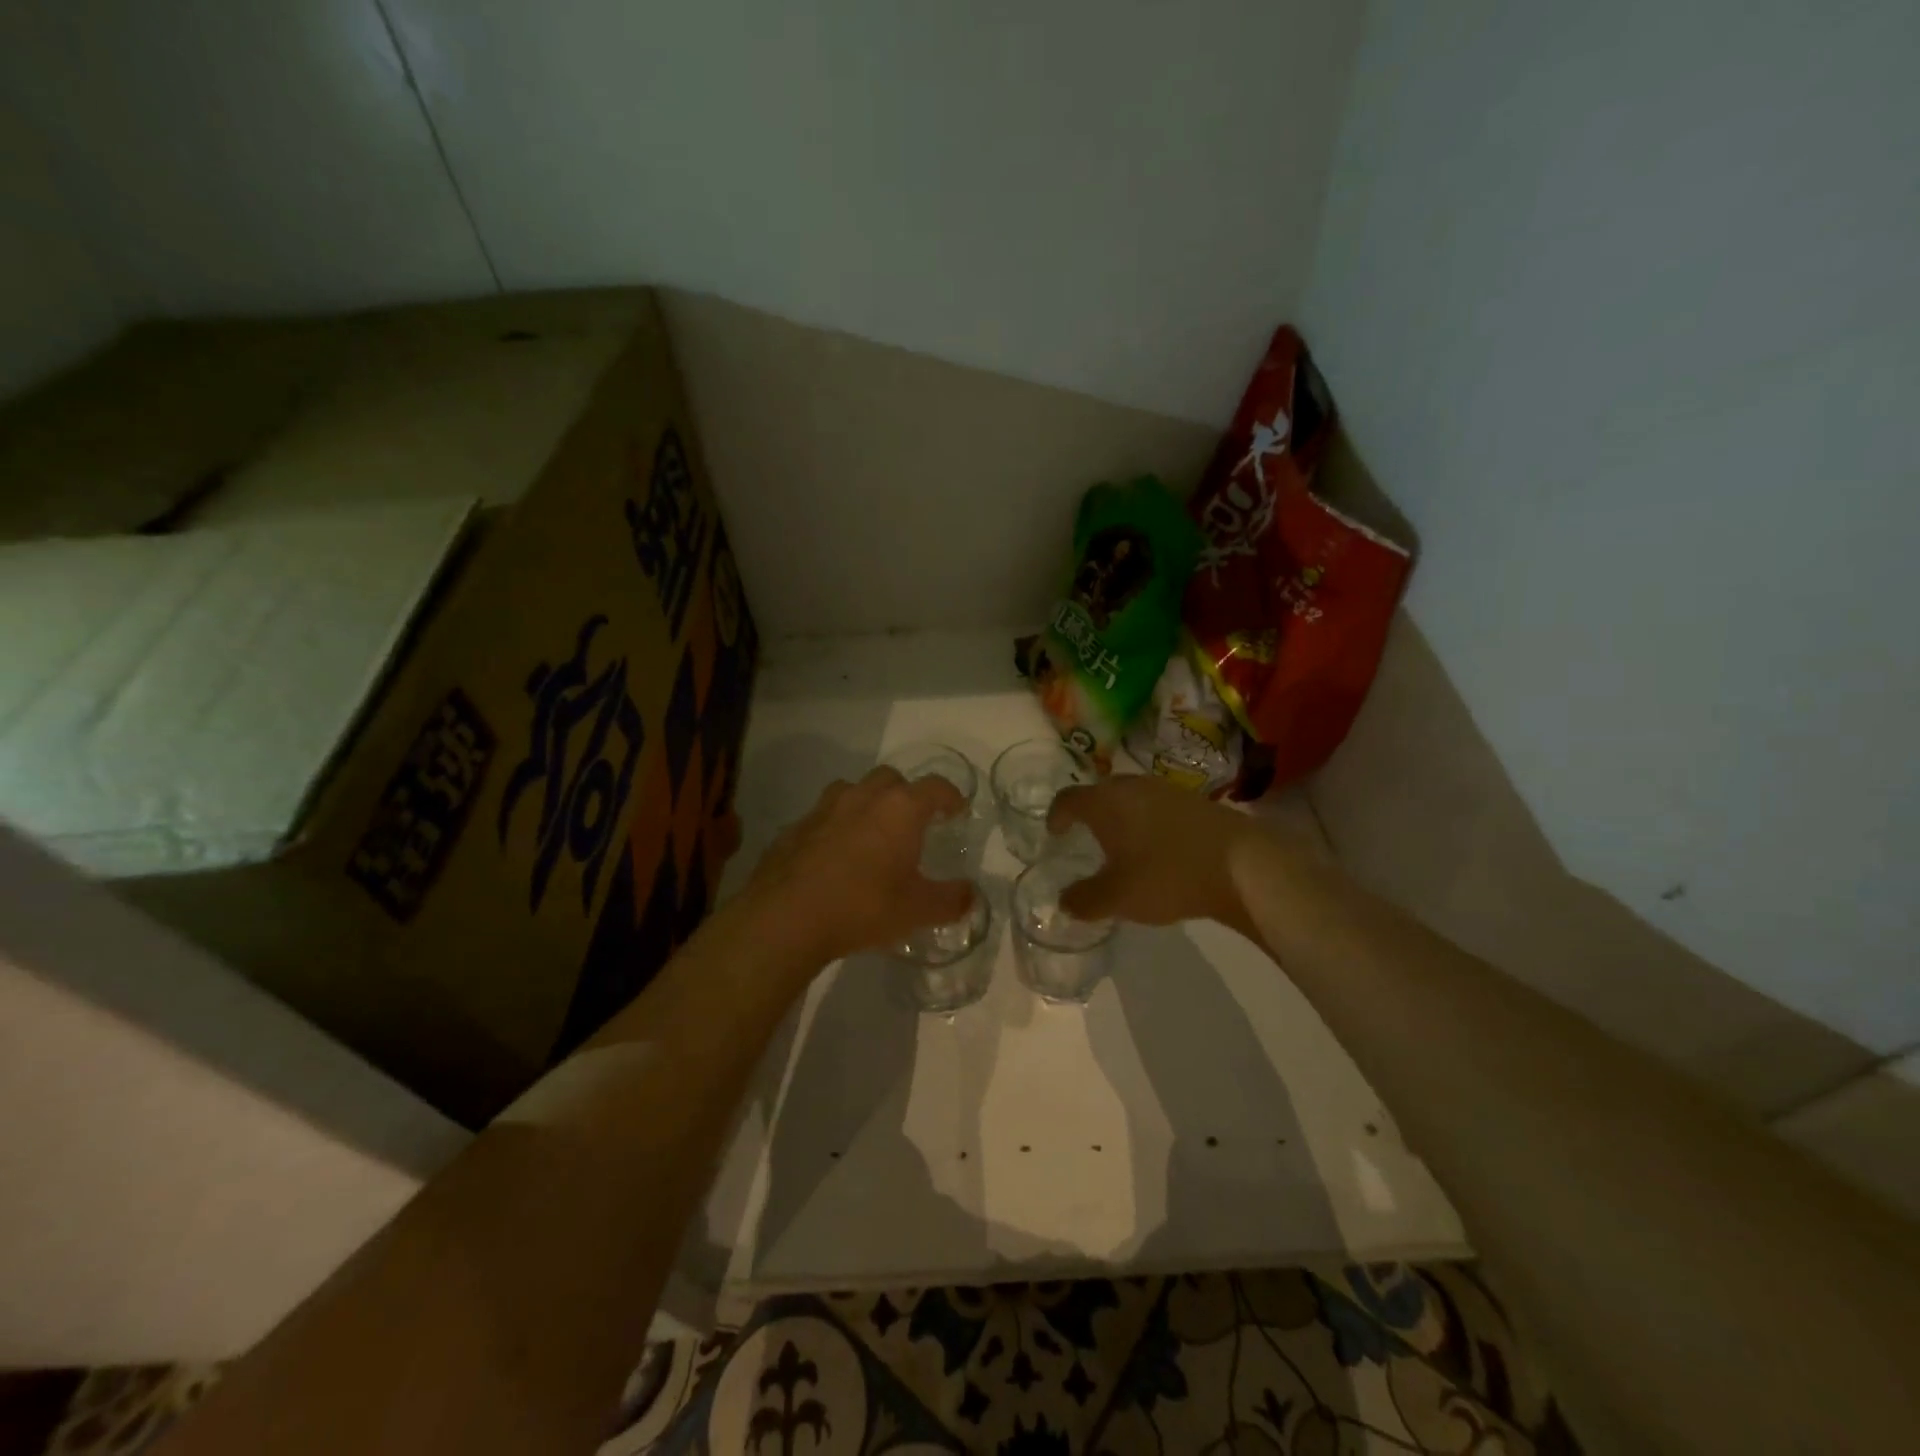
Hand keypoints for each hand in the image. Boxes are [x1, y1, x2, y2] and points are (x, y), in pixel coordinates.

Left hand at [745, 767, 975, 963]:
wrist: (786, 917)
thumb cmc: (863, 906)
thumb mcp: (917, 911)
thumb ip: (951, 900)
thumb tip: (971, 895)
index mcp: (900, 809)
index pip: (935, 787)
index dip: (950, 796)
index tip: (957, 810)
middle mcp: (863, 797)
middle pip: (891, 779)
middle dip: (907, 794)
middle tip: (913, 822)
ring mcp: (824, 808)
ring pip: (853, 791)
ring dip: (868, 804)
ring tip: (873, 835)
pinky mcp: (795, 827)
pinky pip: (824, 817)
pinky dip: (837, 827)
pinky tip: (836, 858)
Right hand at [1047, 775, 1256, 926]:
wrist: (1242, 864)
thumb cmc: (1167, 875)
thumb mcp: (1118, 897)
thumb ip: (1084, 900)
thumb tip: (1065, 901)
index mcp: (1105, 802)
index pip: (1068, 799)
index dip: (1056, 815)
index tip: (1054, 833)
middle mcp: (1131, 786)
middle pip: (1100, 793)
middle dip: (1089, 813)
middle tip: (1085, 838)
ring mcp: (1166, 790)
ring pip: (1130, 798)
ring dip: (1120, 817)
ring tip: (1121, 845)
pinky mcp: (1194, 801)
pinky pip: (1156, 806)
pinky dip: (1147, 822)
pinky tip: (1157, 848)